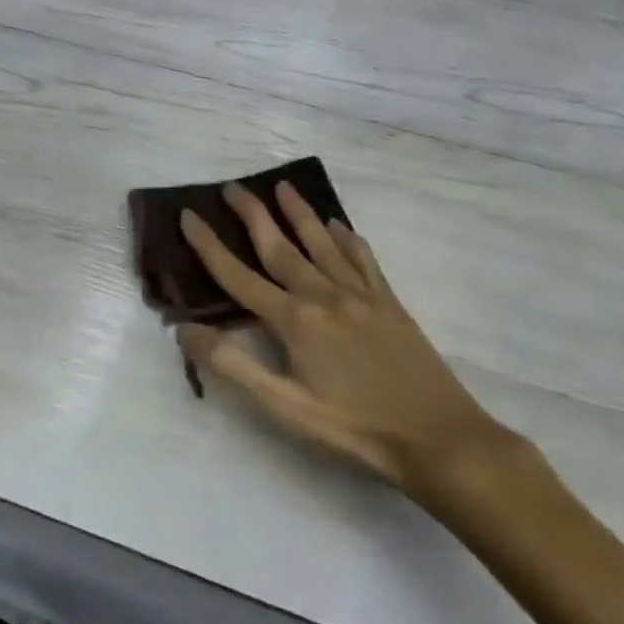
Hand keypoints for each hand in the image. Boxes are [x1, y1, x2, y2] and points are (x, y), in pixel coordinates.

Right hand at [177, 182, 511, 494]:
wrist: (439, 437)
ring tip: (282, 186)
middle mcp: (324, 295)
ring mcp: (360, 295)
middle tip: (232, 186)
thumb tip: (184, 330)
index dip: (208, 245)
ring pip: (321, 243)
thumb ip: (233, 365)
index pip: (238, 275)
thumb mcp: (284, 406)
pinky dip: (347, 238)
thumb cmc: (353, 427)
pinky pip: (363, 259)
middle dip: (252, 214)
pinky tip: (339, 226)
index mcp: (294, 320)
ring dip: (299, 213)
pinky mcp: (389, 303)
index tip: (187, 214)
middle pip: (279, 247)